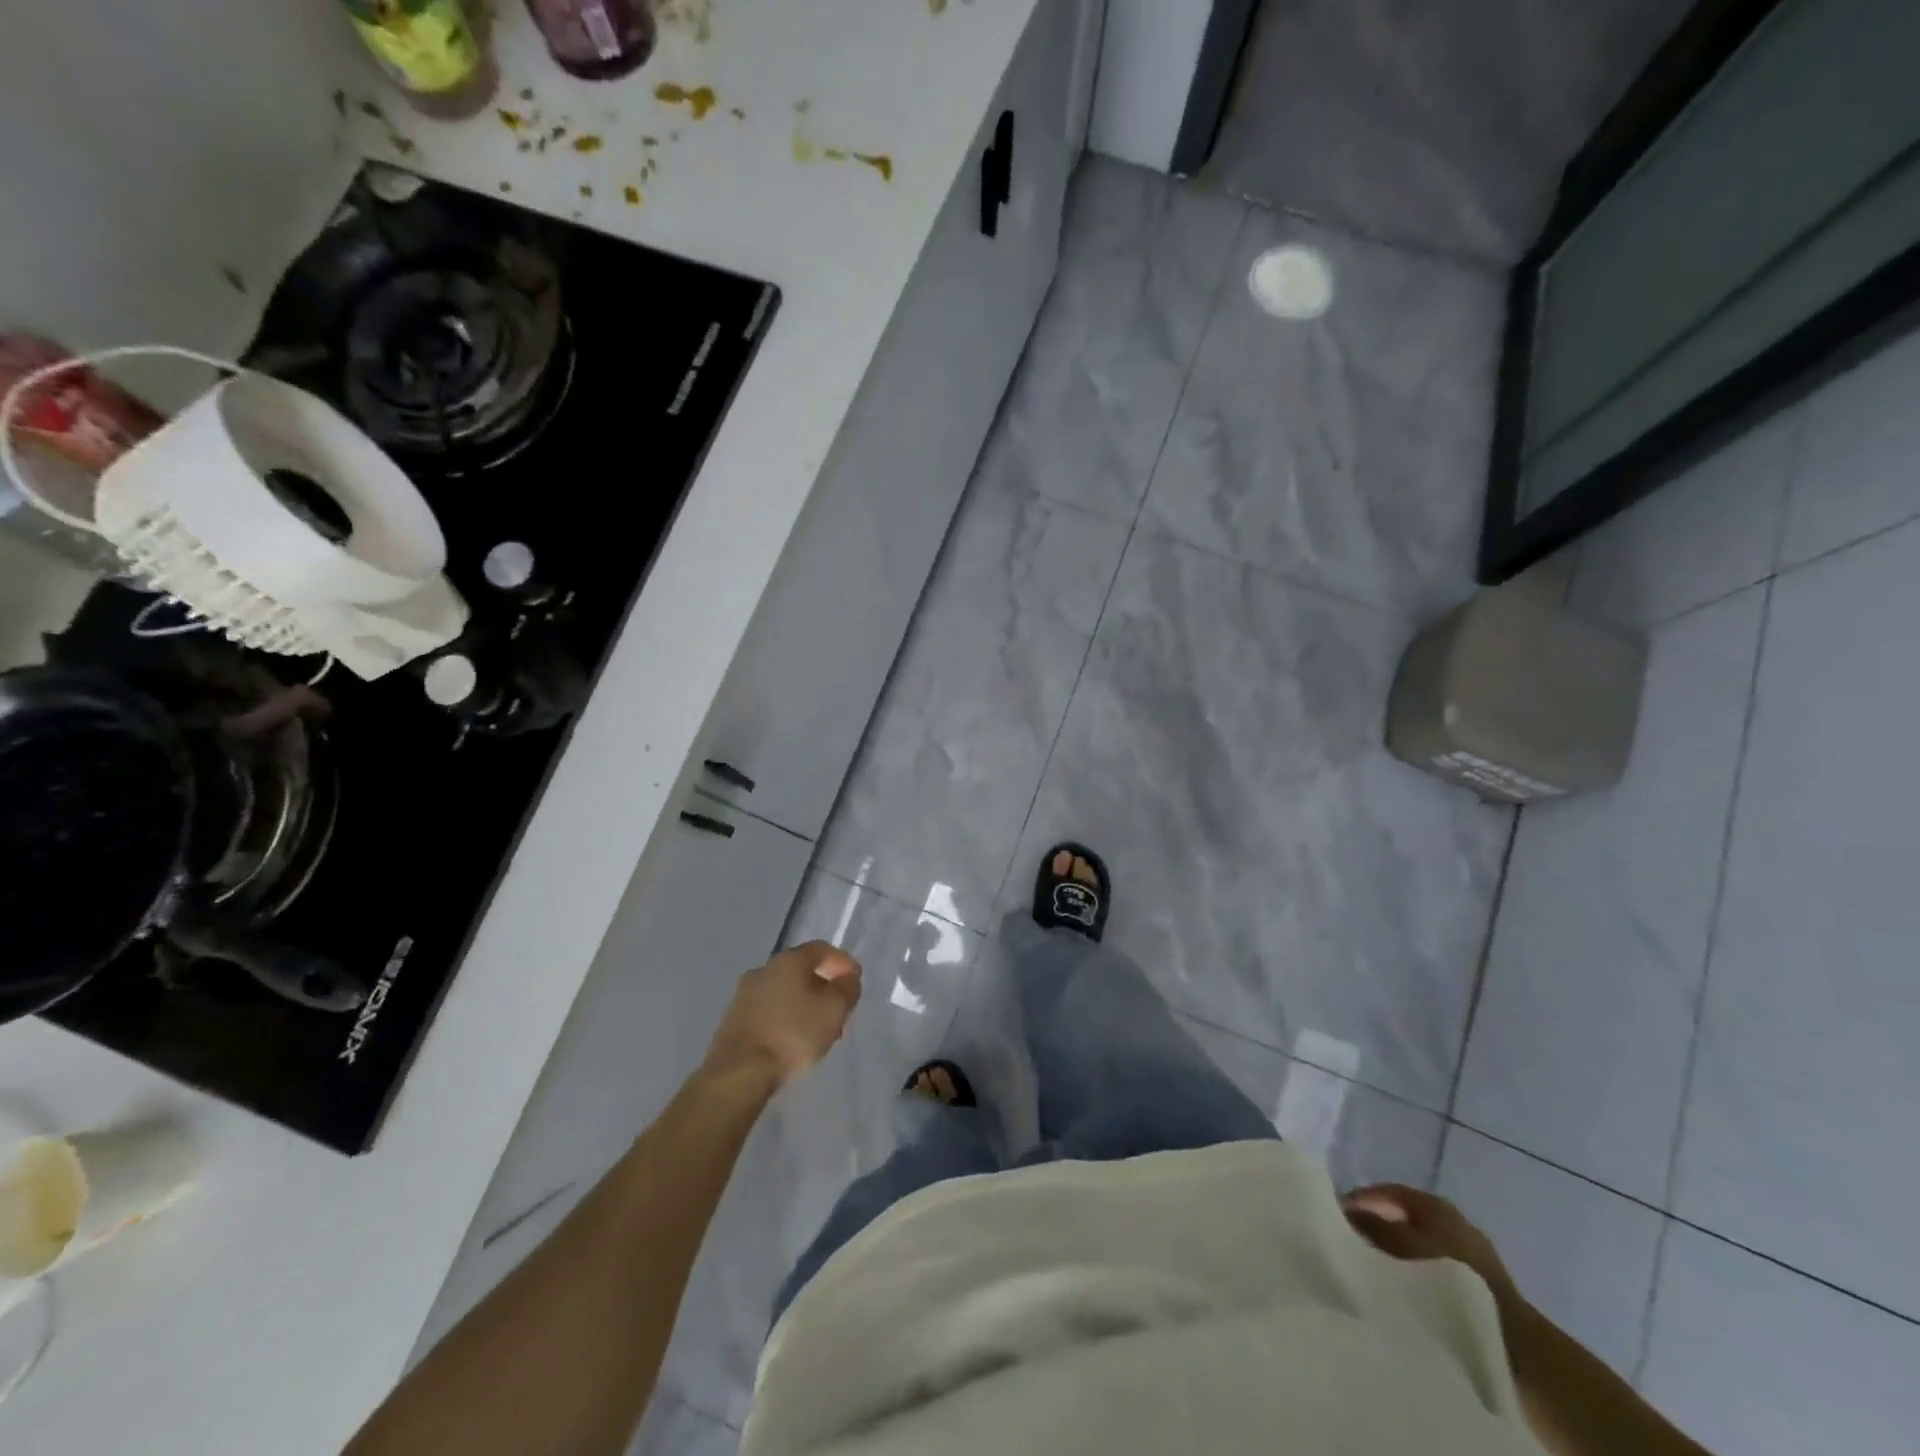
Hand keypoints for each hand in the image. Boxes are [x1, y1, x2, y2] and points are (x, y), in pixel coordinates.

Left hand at [703, 941, 861, 1089]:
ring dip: (804, 1005)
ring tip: (818, 1030)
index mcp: (788, 960)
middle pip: (801, 970)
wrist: (738, 1073)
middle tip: (839, 1009)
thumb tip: (848, 978)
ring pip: (784, 992)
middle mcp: (763, 969)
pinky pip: (768, 1010)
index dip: (842, 962)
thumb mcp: (834, 1010)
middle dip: (823, 986)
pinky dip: (785, 1018)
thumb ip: (847, 988)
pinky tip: (793, 1041)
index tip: (855, 982)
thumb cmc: (792, 1035)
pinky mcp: (733, 1020)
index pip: (821, 949)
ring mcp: (744, 995)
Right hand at [1342, 1184, 1518, 1306]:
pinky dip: (1414, 1268)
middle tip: (1351, 1239)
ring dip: (1395, 1248)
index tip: (1335, 1214)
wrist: (1515, 1342)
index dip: (1360, 1199)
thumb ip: (1371, 1226)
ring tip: (1372, 1264)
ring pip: (1418, 1241)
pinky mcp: (1478, 1282)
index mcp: (1435, 1204)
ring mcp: (1469, 1251)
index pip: (1387, 1191)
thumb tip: (1345, 1211)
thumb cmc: (1452, 1278)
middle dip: (1377, 1224)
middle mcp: (1453, 1220)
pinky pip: (1433, 1264)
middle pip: (1402, 1215)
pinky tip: (1403, 1284)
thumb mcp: (1402, 1246)